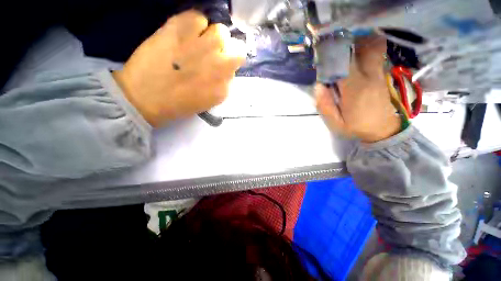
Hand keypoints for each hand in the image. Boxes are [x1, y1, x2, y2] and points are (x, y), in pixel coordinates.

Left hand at [113, 10, 245, 126]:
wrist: (144, 98)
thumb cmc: (176, 105)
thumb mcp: (206, 102)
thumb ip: (219, 86)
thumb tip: (221, 72)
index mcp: (223, 89)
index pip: (234, 70)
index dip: (225, 67)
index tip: (215, 68)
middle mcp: (219, 67)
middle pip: (238, 50)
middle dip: (227, 50)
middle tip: (212, 52)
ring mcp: (203, 48)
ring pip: (221, 31)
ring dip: (212, 36)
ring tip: (197, 41)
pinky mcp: (182, 30)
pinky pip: (198, 17)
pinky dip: (194, 23)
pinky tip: (184, 33)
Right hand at [315, 36, 400, 142]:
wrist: (384, 131)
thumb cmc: (357, 127)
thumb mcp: (335, 123)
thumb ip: (325, 105)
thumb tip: (318, 86)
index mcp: (355, 89)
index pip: (343, 64)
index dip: (332, 56)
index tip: (323, 56)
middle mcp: (370, 77)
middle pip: (366, 47)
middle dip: (350, 43)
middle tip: (337, 48)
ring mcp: (379, 75)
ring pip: (373, 48)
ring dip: (359, 44)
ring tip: (346, 50)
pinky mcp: (383, 76)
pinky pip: (376, 56)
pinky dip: (366, 51)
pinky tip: (356, 58)